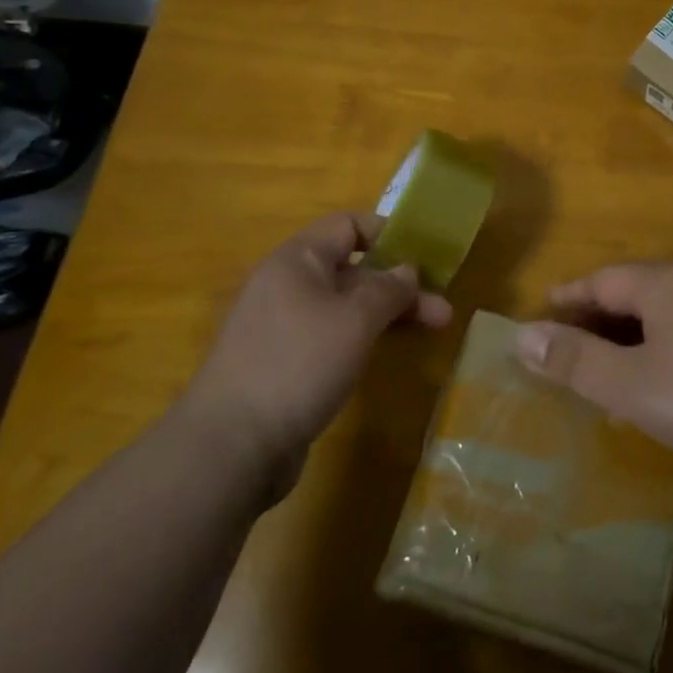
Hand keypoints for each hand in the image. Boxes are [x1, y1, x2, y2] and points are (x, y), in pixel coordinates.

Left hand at [183, 212, 451, 489]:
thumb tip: (407, 270)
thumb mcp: (357, 318)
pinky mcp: (282, 364)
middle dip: (400, 285)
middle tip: (442, 310)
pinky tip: (385, 352)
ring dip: (388, 313)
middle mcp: (286, 285)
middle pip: (352, 269)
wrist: (230, 447)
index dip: (388, 233)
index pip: (347, 225)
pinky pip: (330, 335)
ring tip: (433, 330)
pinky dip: (362, 337)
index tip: (425, 256)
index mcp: (297, 260)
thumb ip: (389, 288)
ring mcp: (282, 327)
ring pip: (345, 306)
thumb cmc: (299, 362)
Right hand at [514, 263, 672, 473]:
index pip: (603, 279)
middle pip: (633, 291)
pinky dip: (660, 347)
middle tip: (567, 345)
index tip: (542, 311)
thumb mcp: (630, 384)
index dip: (569, 296)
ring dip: (629, 335)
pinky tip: (658, 380)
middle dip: (597, 317)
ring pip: (663, 313)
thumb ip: (575, 360)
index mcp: (664, 283)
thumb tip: (521, 336)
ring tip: (606, 366)